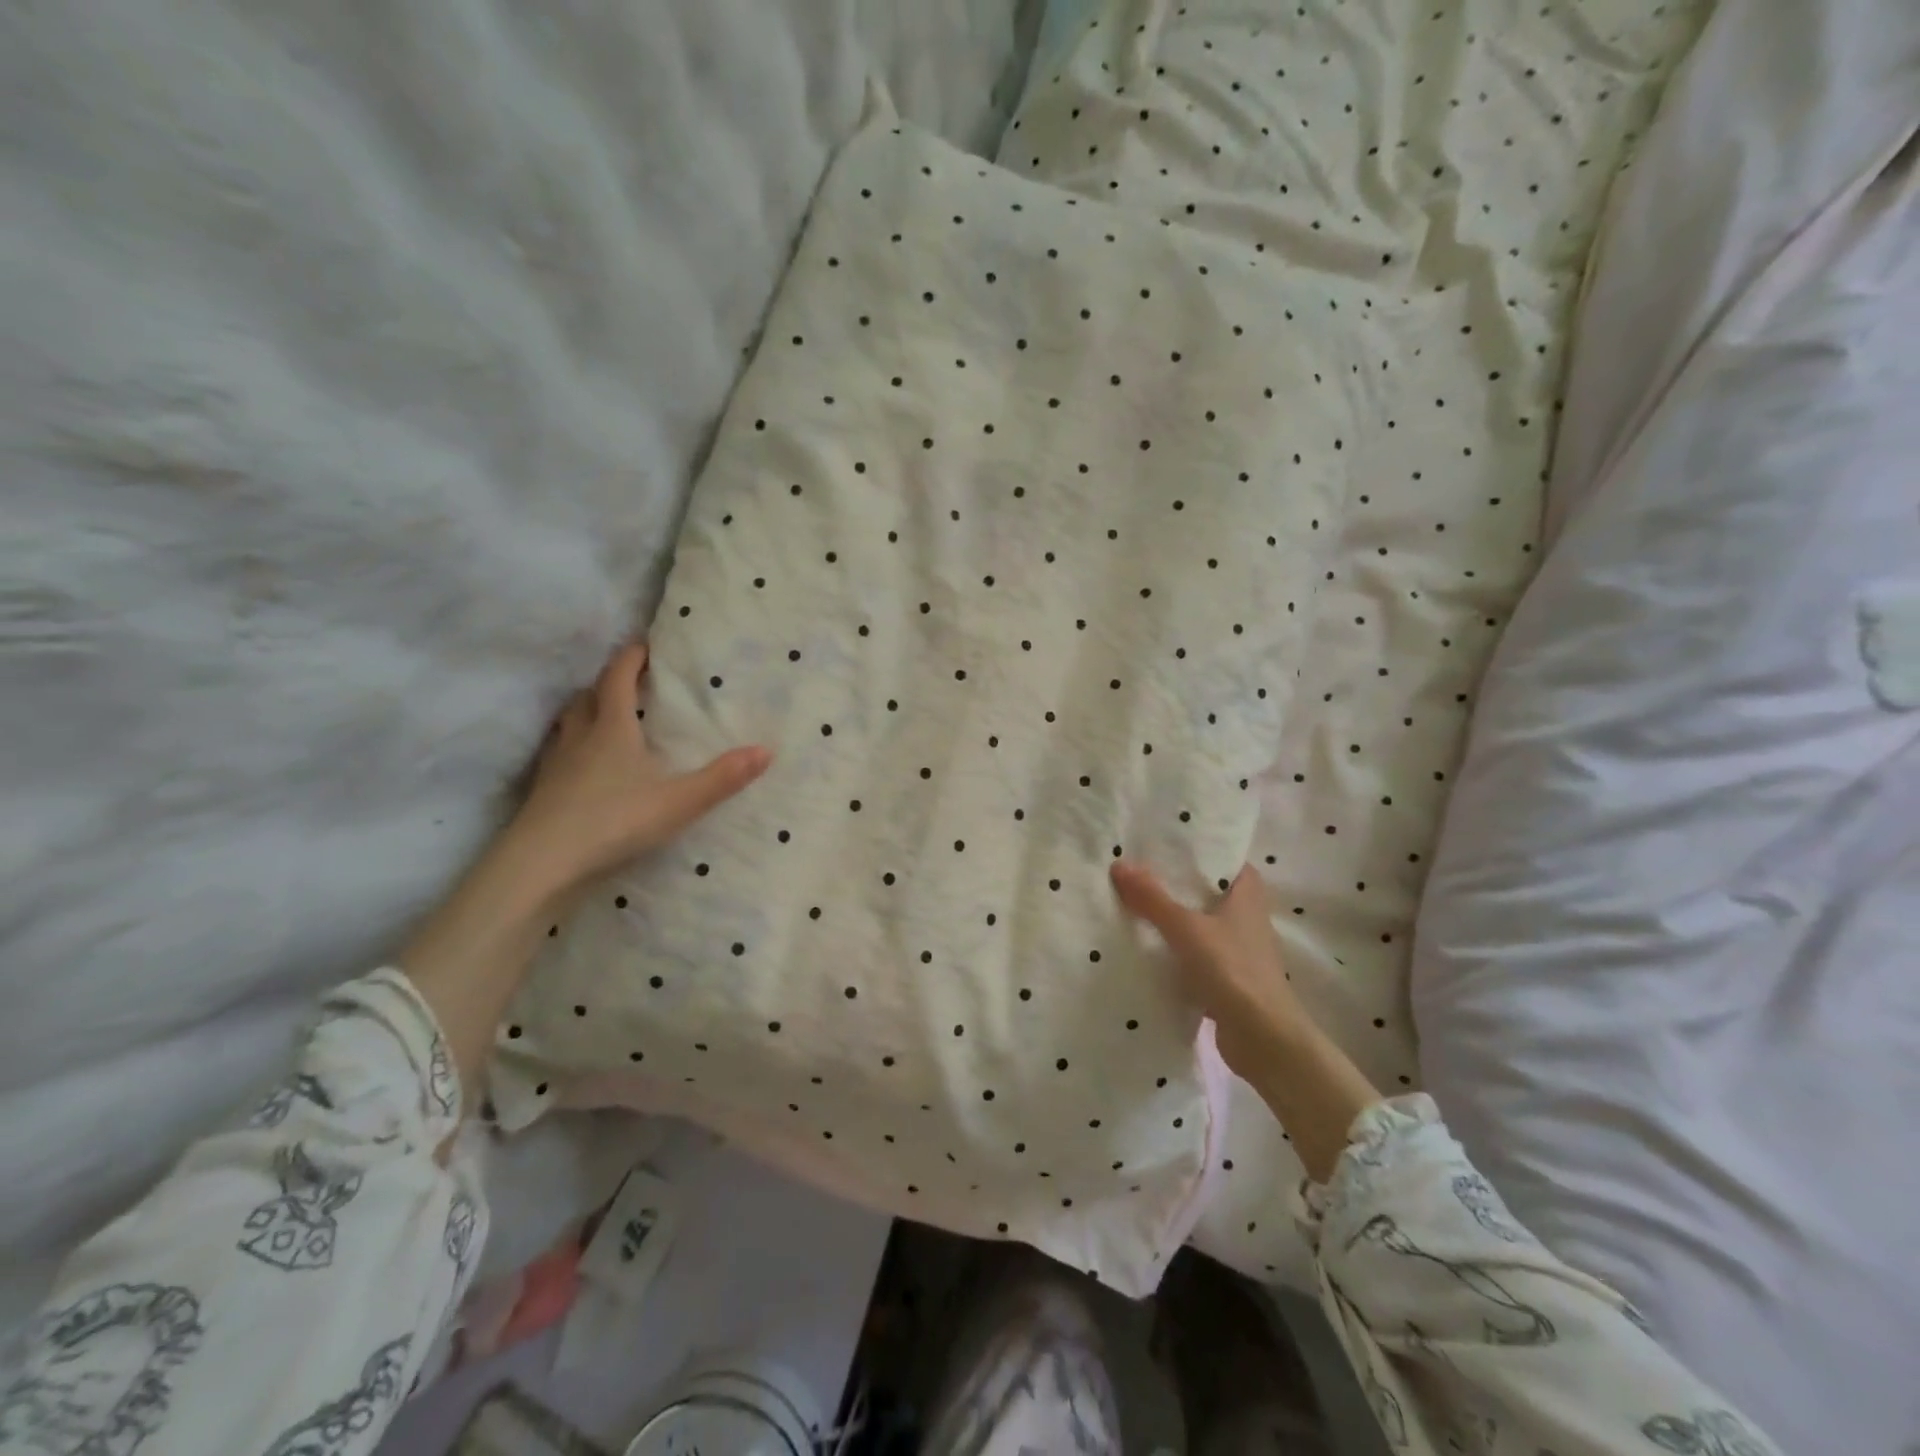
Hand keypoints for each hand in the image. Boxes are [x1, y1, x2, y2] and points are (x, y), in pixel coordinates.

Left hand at [400, 643, 768, 1092]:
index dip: (631, 658)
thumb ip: (722, 778)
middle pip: (588, 696)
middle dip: (608, 683)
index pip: (617, 678)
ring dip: (586, 712)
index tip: (645, 644)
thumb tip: (766, 750)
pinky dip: (573, 747)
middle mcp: (579, 737)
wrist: (542, 864)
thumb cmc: (614, 821)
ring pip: (568, 724)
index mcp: (611, 728)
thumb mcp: (679, 801)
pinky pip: (559, 754)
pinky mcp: (543, 791)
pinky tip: (585, 768)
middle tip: (630, 681)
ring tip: (606, 718)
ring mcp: (555, 764)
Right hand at [1111, 860, 1380, 1182]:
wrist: (1264, 1040)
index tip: (1165, 842)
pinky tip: (1145, 945)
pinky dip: (1174, 949)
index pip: (1225, 860)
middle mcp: (1245, 917)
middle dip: (1177, 882)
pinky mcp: (1226, 978)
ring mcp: (1237, 949)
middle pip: (1208, 891)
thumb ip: (1152, 899)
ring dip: (1173, 916)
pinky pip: (1194, 953)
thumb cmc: (1232, 971)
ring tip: (1133, 901)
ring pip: (1199, 922)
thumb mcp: (1186, 929)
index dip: (1199, 850)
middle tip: (1138, 867)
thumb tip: (1119, 864)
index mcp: (1247, 895)